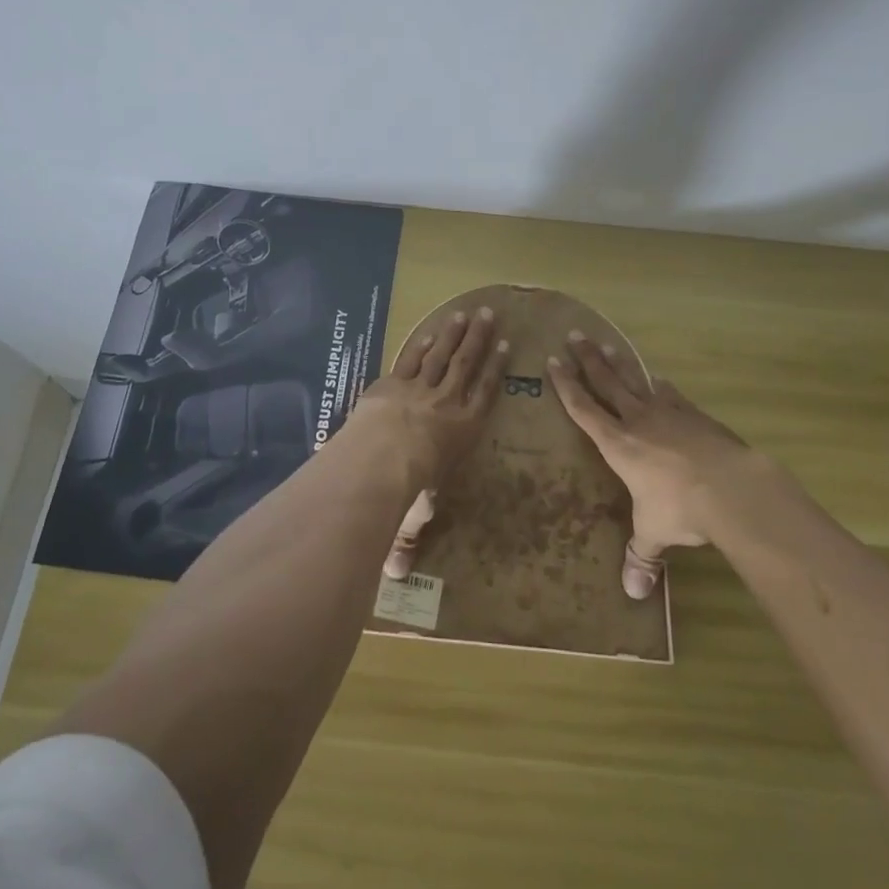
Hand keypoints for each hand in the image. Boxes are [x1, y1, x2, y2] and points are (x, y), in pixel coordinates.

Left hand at [347, 306, 507, 575]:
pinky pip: (413, 357)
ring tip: (466, 312)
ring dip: (455, 332)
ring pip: (443, 354)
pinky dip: (424, 342)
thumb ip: (404, 538)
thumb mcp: (412, 513)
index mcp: (463, 430)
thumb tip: (391, 576)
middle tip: (489, 314)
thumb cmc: (410, 486)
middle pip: (467, 364)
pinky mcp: (394, 382)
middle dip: (479, 338)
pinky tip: (432, 329)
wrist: (383, 455)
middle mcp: (447, 403)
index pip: (485, 394)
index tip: (505, 347)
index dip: (495, 369)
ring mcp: (420, 388)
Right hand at [546, 333, 754, 598]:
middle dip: (588, 360)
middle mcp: (638, 421)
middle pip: (607, 383)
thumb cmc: (680, 508)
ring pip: (636, 381)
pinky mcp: (696, 415)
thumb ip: (642, 556)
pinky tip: (659, 379)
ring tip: (607, 344)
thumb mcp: (654, 533)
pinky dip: (661, 386)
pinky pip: (671, 395)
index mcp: (618, 445)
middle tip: (574, 335)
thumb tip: (634, 593)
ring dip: (620, 364)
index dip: (567, 386)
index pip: (584, 409)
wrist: (731, 486)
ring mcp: (669, 413)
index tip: (553, 362)